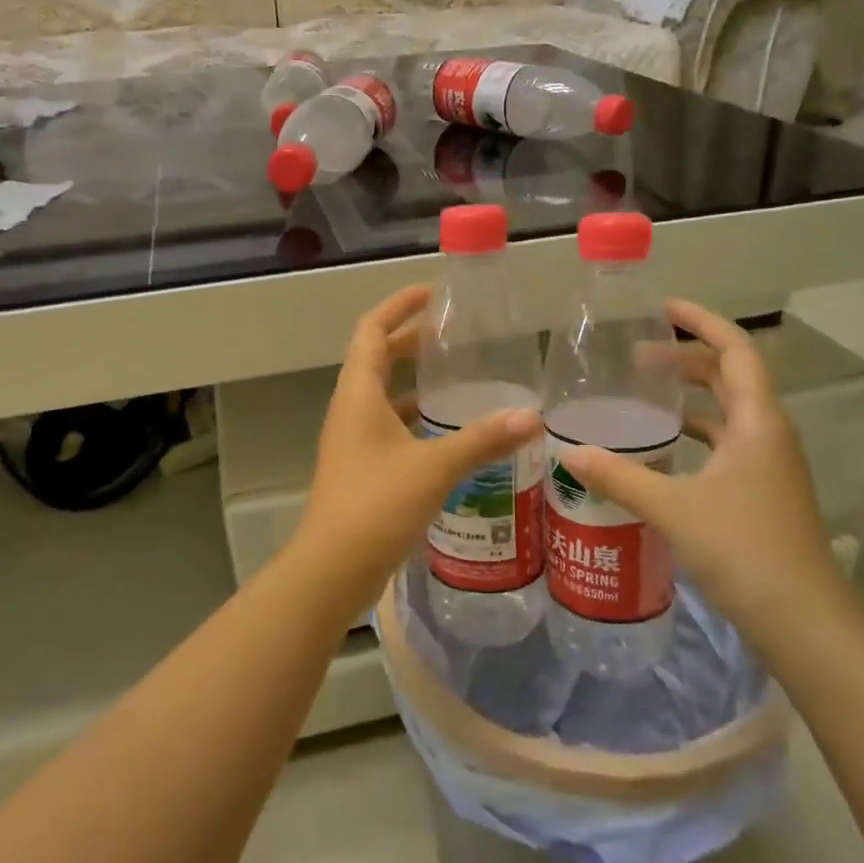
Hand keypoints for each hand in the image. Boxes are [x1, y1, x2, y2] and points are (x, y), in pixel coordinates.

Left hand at [287, 286, 541, 614]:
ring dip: (415, 382)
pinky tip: (450, 433)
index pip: (371, 330)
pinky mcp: (362, 468)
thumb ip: (482, 439)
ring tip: (459, 377)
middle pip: (377, 358)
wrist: (331, 570)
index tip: (432, 293)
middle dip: (412, 340)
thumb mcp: (434, 467)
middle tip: (455, 334)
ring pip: (385, 395)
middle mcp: (351, 409)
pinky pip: (390, 428)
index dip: (398, 306)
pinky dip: (416, 419)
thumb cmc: (376, 505)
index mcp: (358, 394)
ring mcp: (353, 440)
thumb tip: (532, 417)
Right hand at [559, 300, 850, 656]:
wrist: (804, 623)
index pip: (735, 350)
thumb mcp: (672, 507)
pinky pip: (726, 445)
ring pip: (729, 413)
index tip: (664, 308)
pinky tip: (663, 452)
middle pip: (731, 377)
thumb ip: (619, 476)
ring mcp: (769, 466)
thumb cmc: (744, 550)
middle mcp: (768, 435)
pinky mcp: (762, 494)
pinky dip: (696, 435)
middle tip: (639, 356)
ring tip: (646, 395)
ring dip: (692, 397)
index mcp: (757, 422)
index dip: (703, 322)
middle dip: (688, 358)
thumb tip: (569, 452)